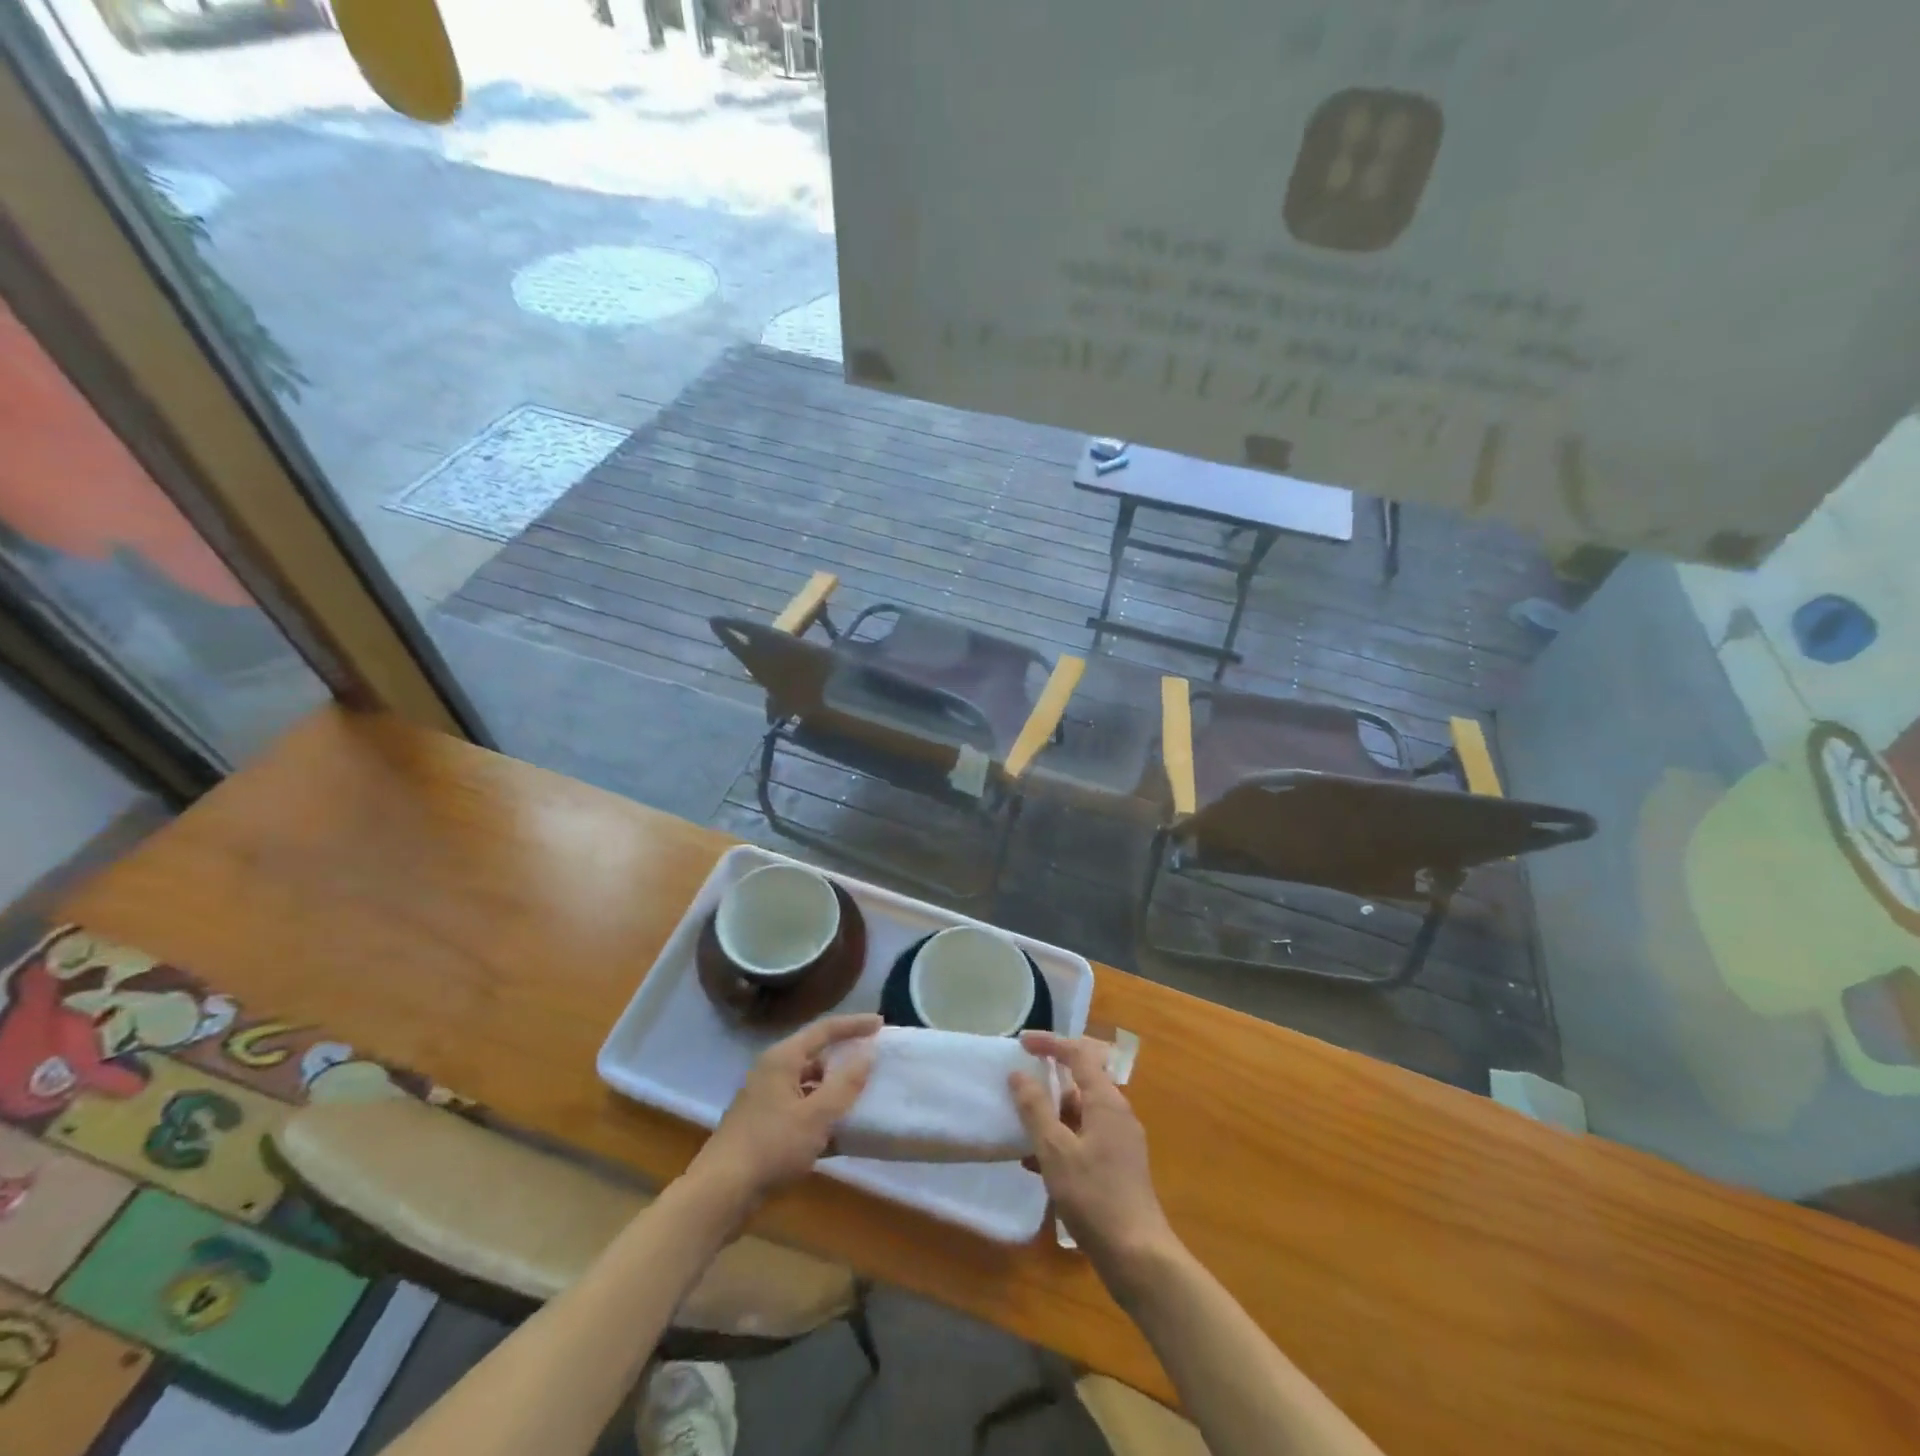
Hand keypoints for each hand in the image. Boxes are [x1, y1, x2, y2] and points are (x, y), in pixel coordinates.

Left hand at [688, 1013, 880, 1214]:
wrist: (720, 1194)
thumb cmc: (771, 1147)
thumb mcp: (816, 1116)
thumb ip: (845, 1084)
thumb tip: (869, 1052)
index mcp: (783, 1059)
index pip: (824, 1030)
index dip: (854, 1025)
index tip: (881, 1024)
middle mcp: (772, 1072)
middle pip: (815, 1055)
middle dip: (844, 1058)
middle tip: (873, 1060)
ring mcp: (765, 1100)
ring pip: (808, 1085)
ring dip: (834, 1090)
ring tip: (863, 1097)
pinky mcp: (764, 1126)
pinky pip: (800, 1110)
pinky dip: (821, 1114)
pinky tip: (840, 1133)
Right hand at [1009, 1032, 1176, 1282]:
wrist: (1138, 1256)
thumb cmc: (1094, 1196)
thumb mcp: (1055, 1150)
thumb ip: (1036, 1109)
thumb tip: (1019, 1074)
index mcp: (1106, 1101)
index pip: (1079, 1054)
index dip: (1051, 1043)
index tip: (1022, 1043)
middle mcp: (1117, 1114)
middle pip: (1082, 1081)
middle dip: (1049, 1080)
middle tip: (1019, 1085)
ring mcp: (1120, 1141)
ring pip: (1081, 1113)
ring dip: (1051, 1115)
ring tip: (1020, 1128)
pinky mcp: (1118, 1167)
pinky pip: (1084, 1138)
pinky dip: (1060, 1141)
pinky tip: (1035, 1164)